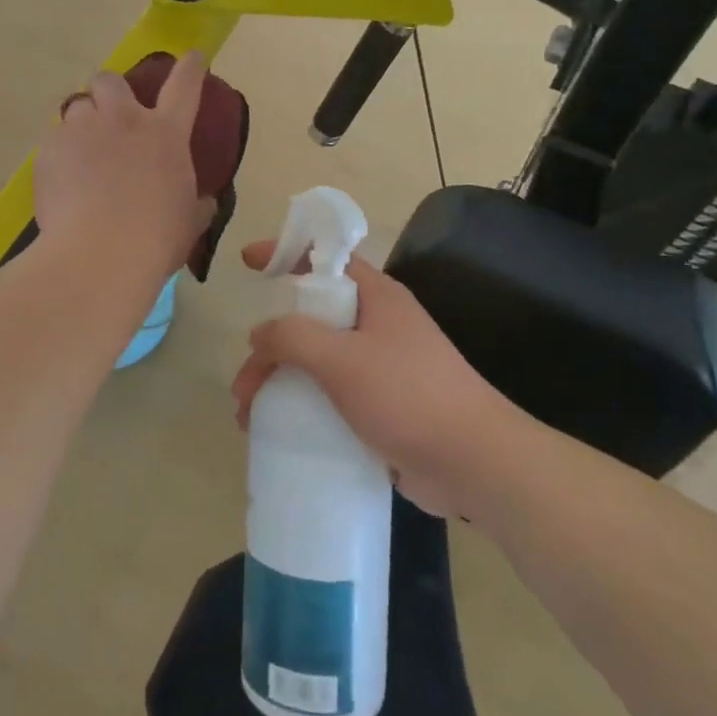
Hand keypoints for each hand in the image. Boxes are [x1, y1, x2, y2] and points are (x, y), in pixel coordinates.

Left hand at [34, 53, 213, 278]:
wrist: (99, 254)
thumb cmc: (155, 239)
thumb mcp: (188, 221)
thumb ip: (196, 204)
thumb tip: (204, 201)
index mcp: (165, 134)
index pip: (185, 87)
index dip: (190, 68)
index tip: (192, 56)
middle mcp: (123, 121)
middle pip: (111, 80)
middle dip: (110, 92)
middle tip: (110, 117)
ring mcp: (83, 131)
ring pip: (76, 107)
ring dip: (82, 125)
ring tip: (82, 154)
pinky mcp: (49, 149)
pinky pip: (53, 141)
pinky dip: (59, 155)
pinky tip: (62, 182)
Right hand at [231, 241, 519, 518]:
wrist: (473, 463)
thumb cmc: (408, 396)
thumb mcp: (342, 359)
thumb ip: (293, 338)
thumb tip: (259, 334)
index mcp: (376, 298)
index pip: (326, 259)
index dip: (287, 252)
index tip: (248, 261)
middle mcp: (378, 326)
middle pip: (311, 320)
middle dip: (271, 347)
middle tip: (243, 384)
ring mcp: (381, 368)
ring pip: (317, 362)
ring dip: (279, 383)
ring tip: (249, 418)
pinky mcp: (382, 407)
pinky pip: (330, 396)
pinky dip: (301, 407)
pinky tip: (278, 432)